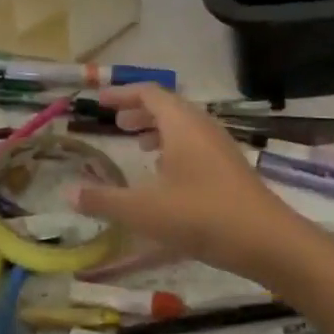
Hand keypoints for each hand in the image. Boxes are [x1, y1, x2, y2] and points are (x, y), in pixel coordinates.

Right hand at [73, 84, 317, 286]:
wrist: (265, 240)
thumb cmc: (200, 215)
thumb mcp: (144, 210)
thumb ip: (104, 200)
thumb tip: (68, 192)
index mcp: (181, 123)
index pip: (148, 93)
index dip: (122, 94)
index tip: (100, 101)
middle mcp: (202, 127)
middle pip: (167, 107)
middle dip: (139, 111)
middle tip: (116, 123)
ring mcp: (220, 146)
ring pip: (184, 126)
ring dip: (158, 130)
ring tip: (137, 145)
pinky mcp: (230, 167)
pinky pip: (196, 144)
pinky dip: (175, 148)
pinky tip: (166, 176)